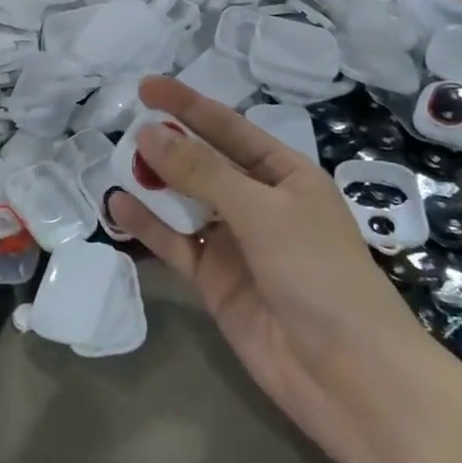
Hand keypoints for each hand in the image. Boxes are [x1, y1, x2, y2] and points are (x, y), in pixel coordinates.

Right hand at [108, 77, 437, 462]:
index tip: (146, 86)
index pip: (229, 128)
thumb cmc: (318, 273)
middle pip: (203, 163)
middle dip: (167, 144)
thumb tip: (148, 133)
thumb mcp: (262, 211)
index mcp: (285, 174)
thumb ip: (202, 172)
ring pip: (184, 202)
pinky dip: (148, 226)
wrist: (348, 376)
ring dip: (153, 183)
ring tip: (113, 163)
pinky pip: (175, 243)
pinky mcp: (215, 280)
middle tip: (123, 126)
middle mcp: (258, 203)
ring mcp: (235, 243)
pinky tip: (118, 206)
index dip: (188, 105)